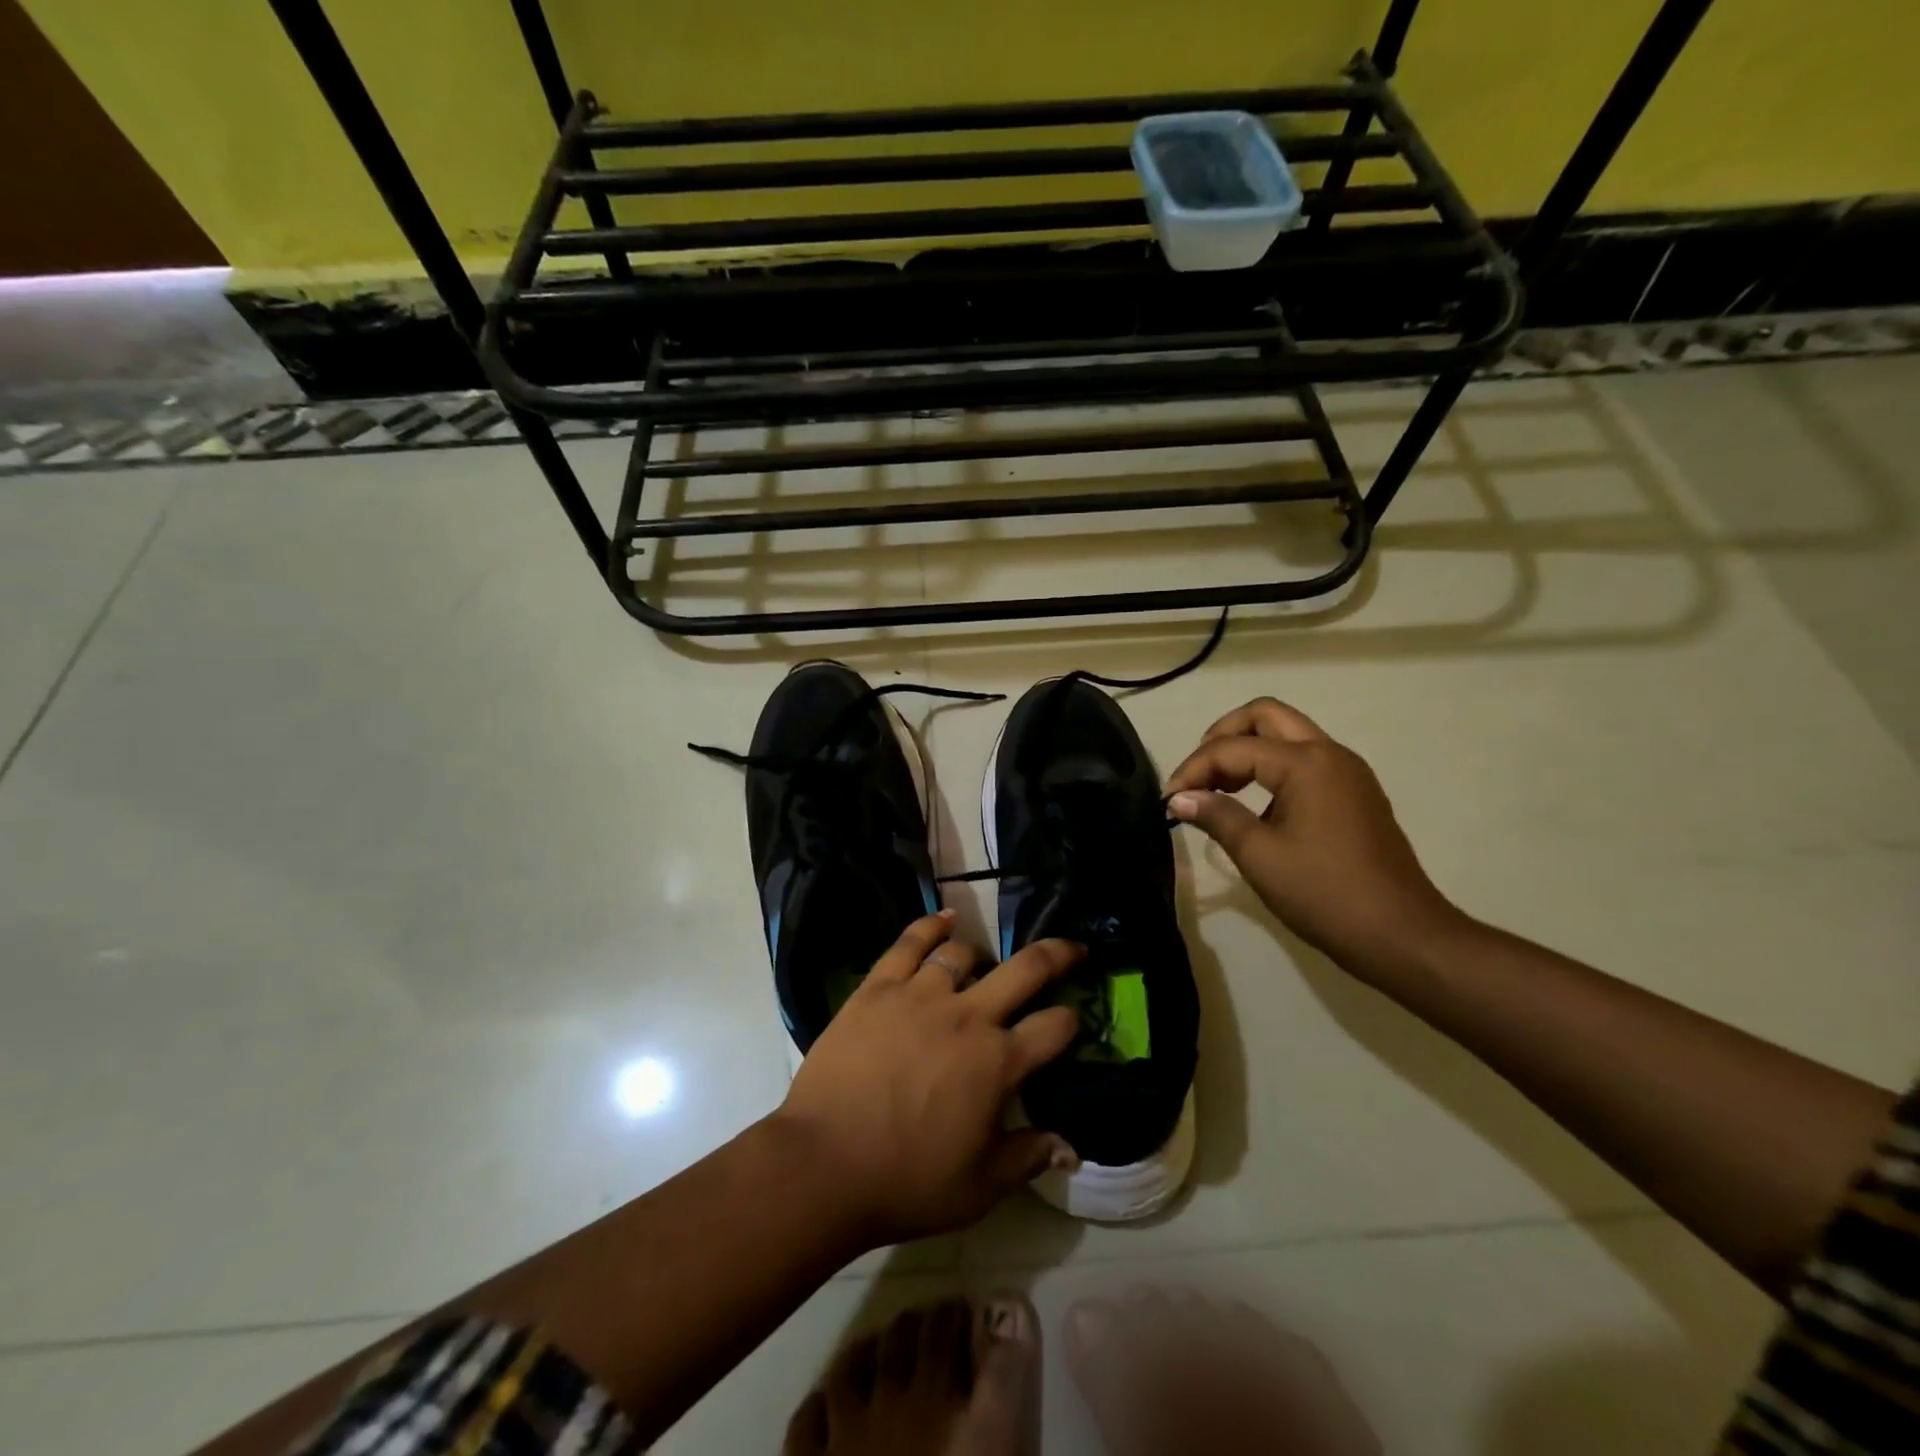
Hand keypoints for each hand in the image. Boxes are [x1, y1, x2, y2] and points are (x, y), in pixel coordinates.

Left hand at [771, 911, 1083, 1246]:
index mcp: (998, 1062)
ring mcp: (920, 994)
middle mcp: (967, 1016)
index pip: (1054, 1027)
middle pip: (1024, 969)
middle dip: (1056, 955)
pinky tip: (944, 920)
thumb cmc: (907, 1182)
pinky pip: (910, 942)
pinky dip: (931, 925)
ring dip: (980, 955)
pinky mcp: (879, 988)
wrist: (824, 1164)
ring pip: (963, 953)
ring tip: (980, 963)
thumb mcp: (980, 1187)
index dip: (1072, 1021)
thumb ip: (1028, 1158)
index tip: (1072, 1021)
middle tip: (1071, 949)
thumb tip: (1071, 1149)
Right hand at [1164, 698, 1465, 978]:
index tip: (1169, 800)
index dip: (1194, 769)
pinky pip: (1304, 759)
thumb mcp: (1259, 856)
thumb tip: (1180, 797)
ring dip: (1247, 749)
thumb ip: (1217, 816)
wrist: (1401, 935)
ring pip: (1287, 735)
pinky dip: (1271, 767)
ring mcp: (1347, 771)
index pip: (1233, 748)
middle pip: (1265, 715)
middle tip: (1198, 774)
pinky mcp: (1354, 793)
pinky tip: (1254, 805)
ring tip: (1218, 789)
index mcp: (1306, 763)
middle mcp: (1329, 753)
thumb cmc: (1325, 894)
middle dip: (1222, 736)